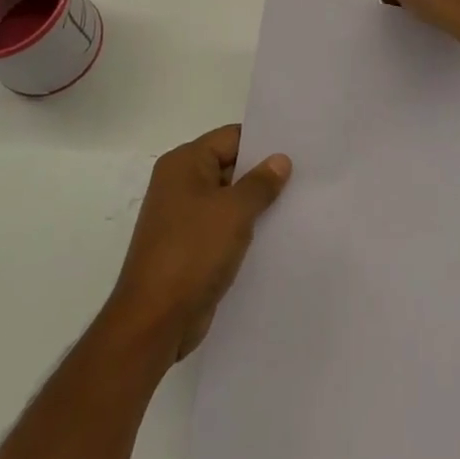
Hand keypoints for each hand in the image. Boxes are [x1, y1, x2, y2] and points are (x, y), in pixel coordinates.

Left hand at [106, 125, 291, 362]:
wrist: (154, 321)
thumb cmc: (193, 252)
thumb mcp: (234, 212)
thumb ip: (260, 182)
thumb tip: (280, 159)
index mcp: (184, 163)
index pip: (231, 137)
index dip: (263, 142)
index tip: (297, 148)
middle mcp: (180, 183)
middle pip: (229, 166)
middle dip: (262, 174)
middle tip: (305, 176)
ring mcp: (183, 217)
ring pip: (228, 199)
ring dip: (255, 205)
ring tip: (296, 204)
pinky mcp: (189, 247)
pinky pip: (222, 227)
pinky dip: (244, 229)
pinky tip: (274, 235)